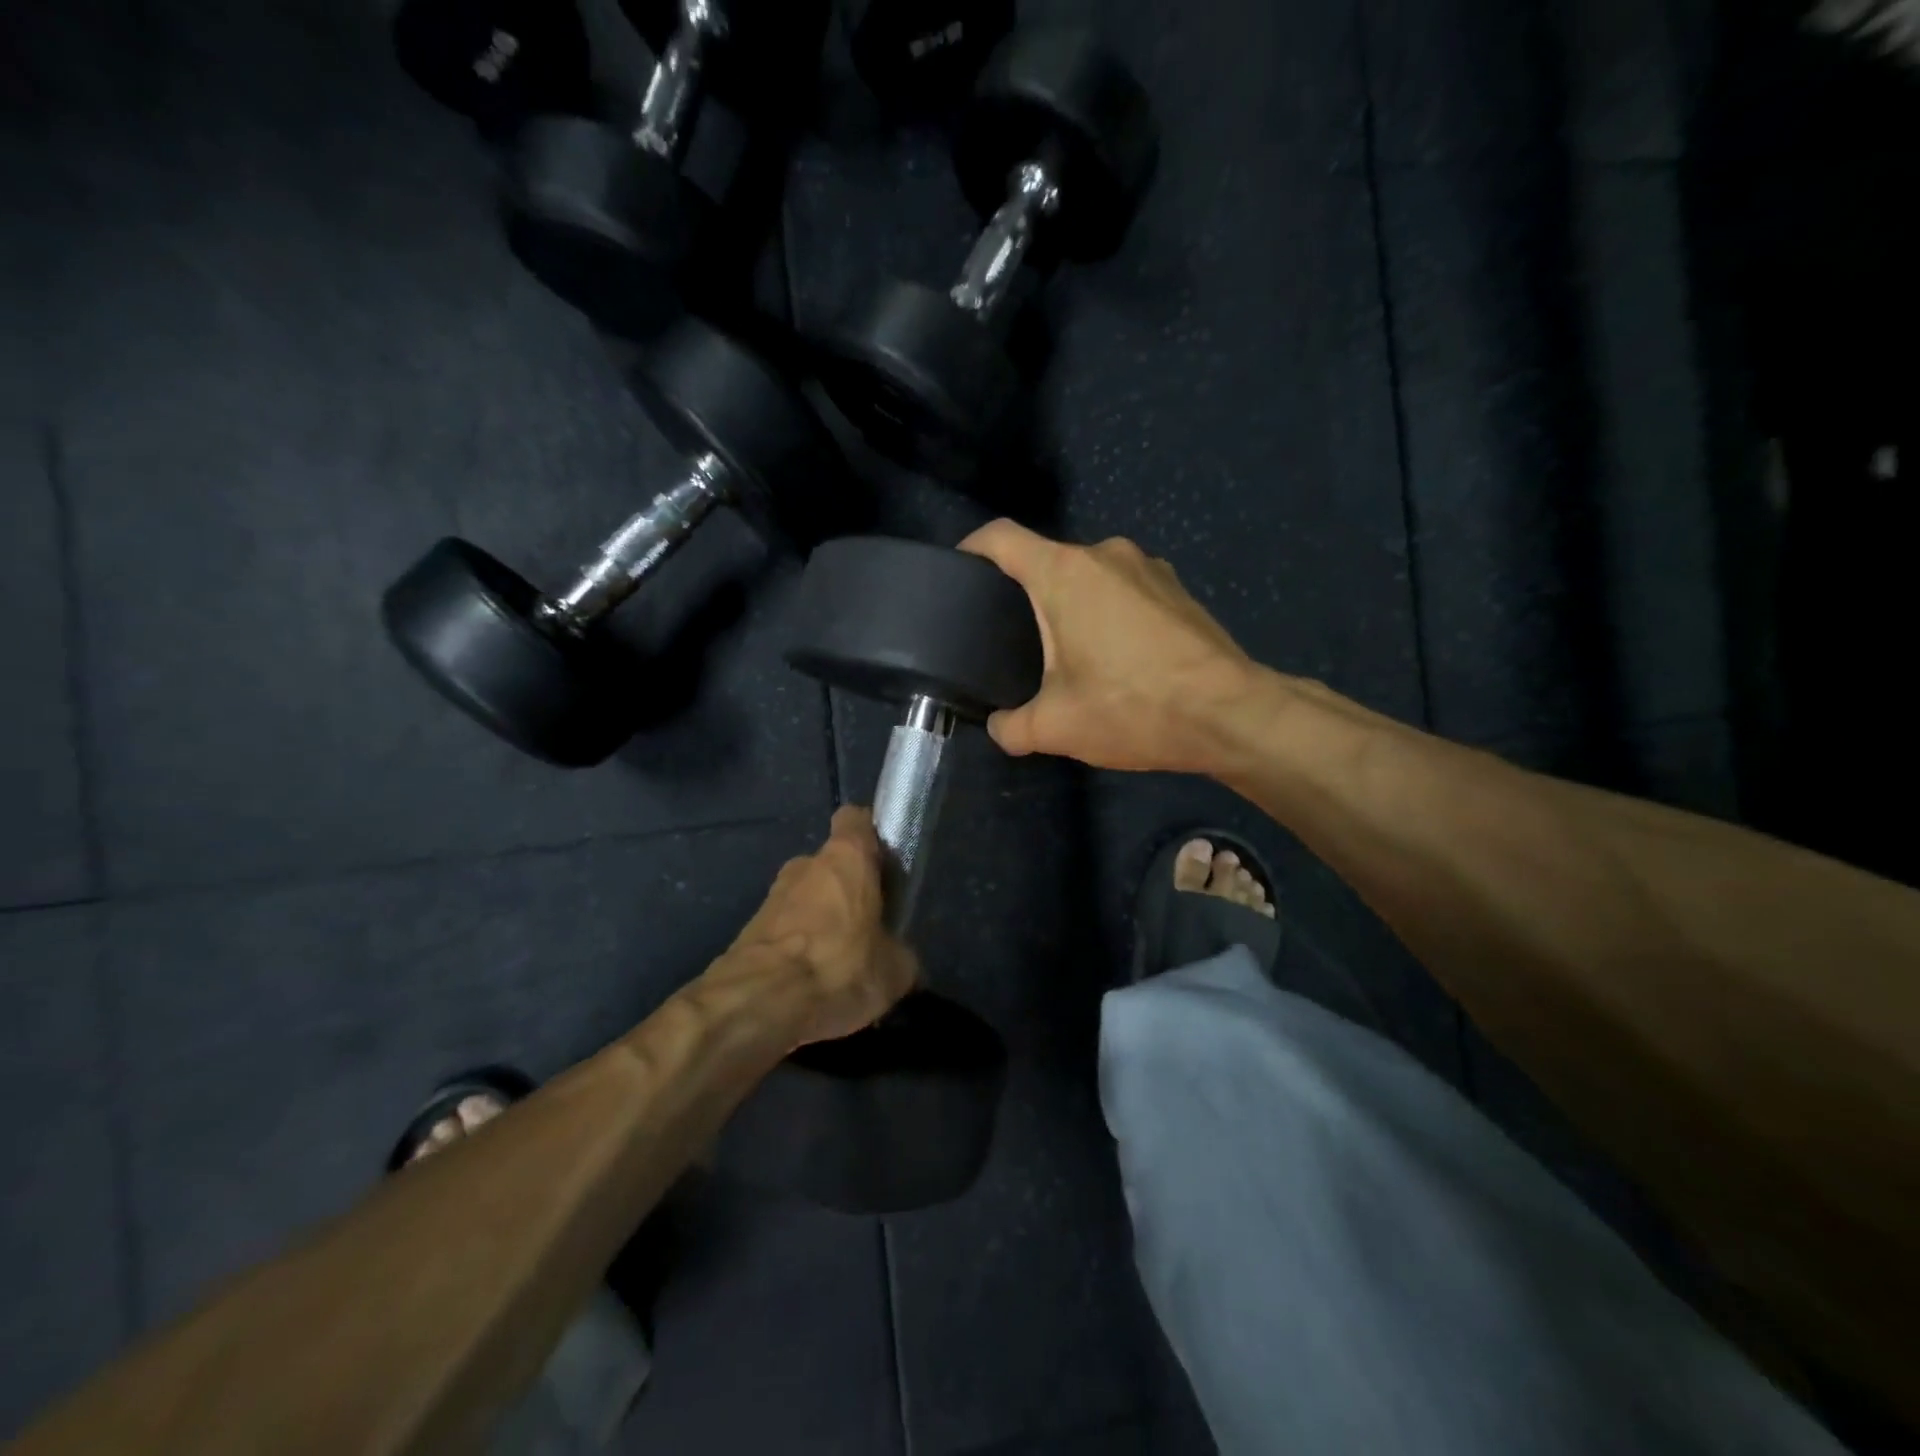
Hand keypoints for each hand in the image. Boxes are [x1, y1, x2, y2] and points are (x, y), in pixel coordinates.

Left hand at [723, 807, 917, 1046]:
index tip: (884, 865)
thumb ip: (899, 954)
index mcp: (846, 858)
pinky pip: (786, 933)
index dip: (870, 837)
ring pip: (806, 901)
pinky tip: (812, 987)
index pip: (855, 819)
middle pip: (831, 867)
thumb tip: (899, 961)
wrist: (760, 1004)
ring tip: (839, 968)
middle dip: (847, 893)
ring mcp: (772, 897)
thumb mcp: (895, 970)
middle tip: (866, 930)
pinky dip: (799, 951)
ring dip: (822, 924)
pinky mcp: (749, 931)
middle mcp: (805, 865)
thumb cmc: (840, 968)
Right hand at [960, 519, 1256, 772]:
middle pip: (1046, 561)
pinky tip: (1117, 657)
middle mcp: (1105, 554)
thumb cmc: (1133, 707)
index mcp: (1064, 573)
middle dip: (1025, 595)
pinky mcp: (1177, 587)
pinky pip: (1124, 589)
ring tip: (1068, 655)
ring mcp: (1148, 566)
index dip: (972, 549)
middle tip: (1013, 642)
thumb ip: (1011, 727)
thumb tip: (999, 726)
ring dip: (1072, 606)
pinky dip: (1108, 612)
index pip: (1001, 538)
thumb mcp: (1056, 727)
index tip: (960, 575)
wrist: (1231, 714)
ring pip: (1089, 576)